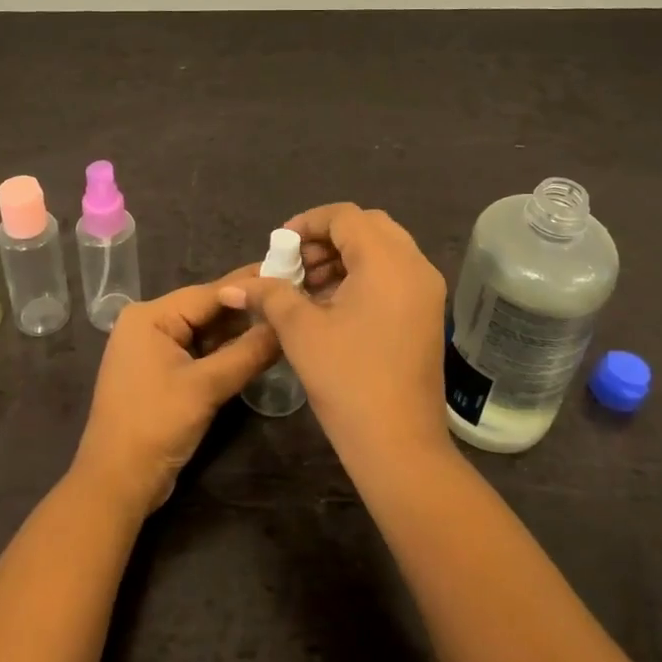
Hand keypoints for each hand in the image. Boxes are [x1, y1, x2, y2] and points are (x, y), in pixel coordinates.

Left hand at [70, 275, 279, 513]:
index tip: (290, 272)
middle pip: (207, 309)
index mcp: (150, 316)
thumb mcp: (206, 387)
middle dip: (247, 308)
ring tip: (284, 319)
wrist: (116, 484)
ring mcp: (154, 349)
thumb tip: (286, 323)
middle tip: (293, 298)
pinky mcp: (161, 373)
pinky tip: (258, 347)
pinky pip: (198, 352)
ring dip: (239, 331)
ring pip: (205, 332)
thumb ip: (248, 352)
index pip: (210, 293)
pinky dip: (225, 352)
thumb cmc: (155, 426)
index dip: (250, 286)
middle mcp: (149, 324)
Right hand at [220, 204, 449, 472]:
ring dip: (344, 258)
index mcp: (388, 261)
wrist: (399, 446)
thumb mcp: (301, 331)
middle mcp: (415, 266)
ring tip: (307, 288)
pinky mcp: (427, 314)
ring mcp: (426, 291)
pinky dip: (362, 276)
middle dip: (326, 239)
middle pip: (368, 227)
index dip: (307, 223)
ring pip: (383, 251)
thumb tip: (234, 287)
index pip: (346, 216)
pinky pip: (393, 275)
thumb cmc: (347, 379)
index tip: (279, 248)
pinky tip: (332, 305)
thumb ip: (269, 295)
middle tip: (295, 265)